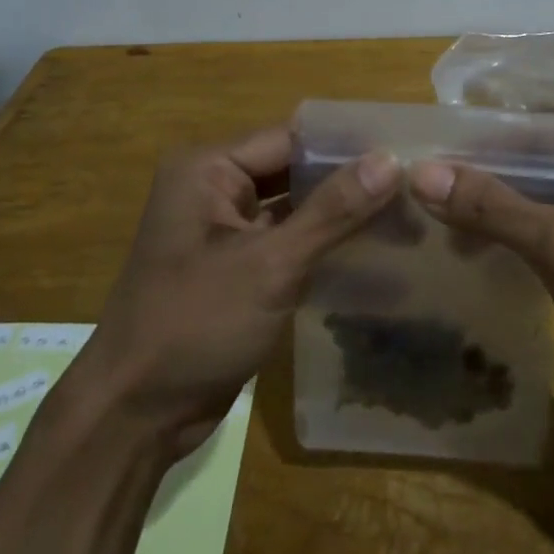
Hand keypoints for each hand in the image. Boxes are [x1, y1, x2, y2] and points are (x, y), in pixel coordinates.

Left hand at [80, 126, 399, 456]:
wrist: (136, 414)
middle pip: (293, 171)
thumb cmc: (195, 324)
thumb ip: (332, 211)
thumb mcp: (269, 265)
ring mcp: (225, 231)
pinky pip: (288, 242)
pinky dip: (324, 245)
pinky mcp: (238, 269)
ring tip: (408, 215)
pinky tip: (375, 252)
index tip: (407, 152)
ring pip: (295, 208)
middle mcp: (214, 189)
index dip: (347, 146)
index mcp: (208, 170)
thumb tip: (390, 159)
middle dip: (349, 181)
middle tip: (416, 186)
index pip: (290, 139)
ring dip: (341, 215)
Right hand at [410, 127, 553, 434]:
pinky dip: (522, 247)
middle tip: (421, 200)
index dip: (481, 150)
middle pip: (541, 172)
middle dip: (486, 190)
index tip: (424, 161)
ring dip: (499, 221)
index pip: (539, 137)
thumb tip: (420, 173)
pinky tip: (477, 256)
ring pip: (546, 209)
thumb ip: (491, 207)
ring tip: (436, 231)